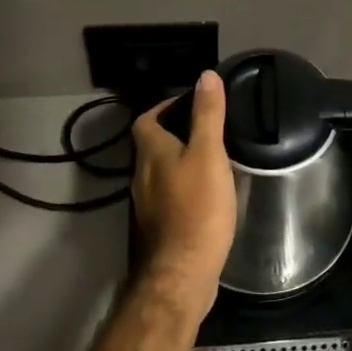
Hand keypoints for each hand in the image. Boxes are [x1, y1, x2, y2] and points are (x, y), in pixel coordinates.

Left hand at [130, 71, 236, 323]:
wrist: (181, 274)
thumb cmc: (197, 208)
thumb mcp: (208, 154)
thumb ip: (207, 115)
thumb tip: (205, 75)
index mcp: (150, 152)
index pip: (146, 119)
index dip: (164, 107)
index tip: (191, 104)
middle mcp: (141, 176)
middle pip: (151, 145)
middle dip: (174, 134)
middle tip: (207, 130)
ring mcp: (146, 206)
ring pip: (159, 173)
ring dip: (178, 162)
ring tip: (210, 159)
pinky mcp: (157, 229)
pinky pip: (167, 197)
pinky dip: (182, 189)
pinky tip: (205, 196)